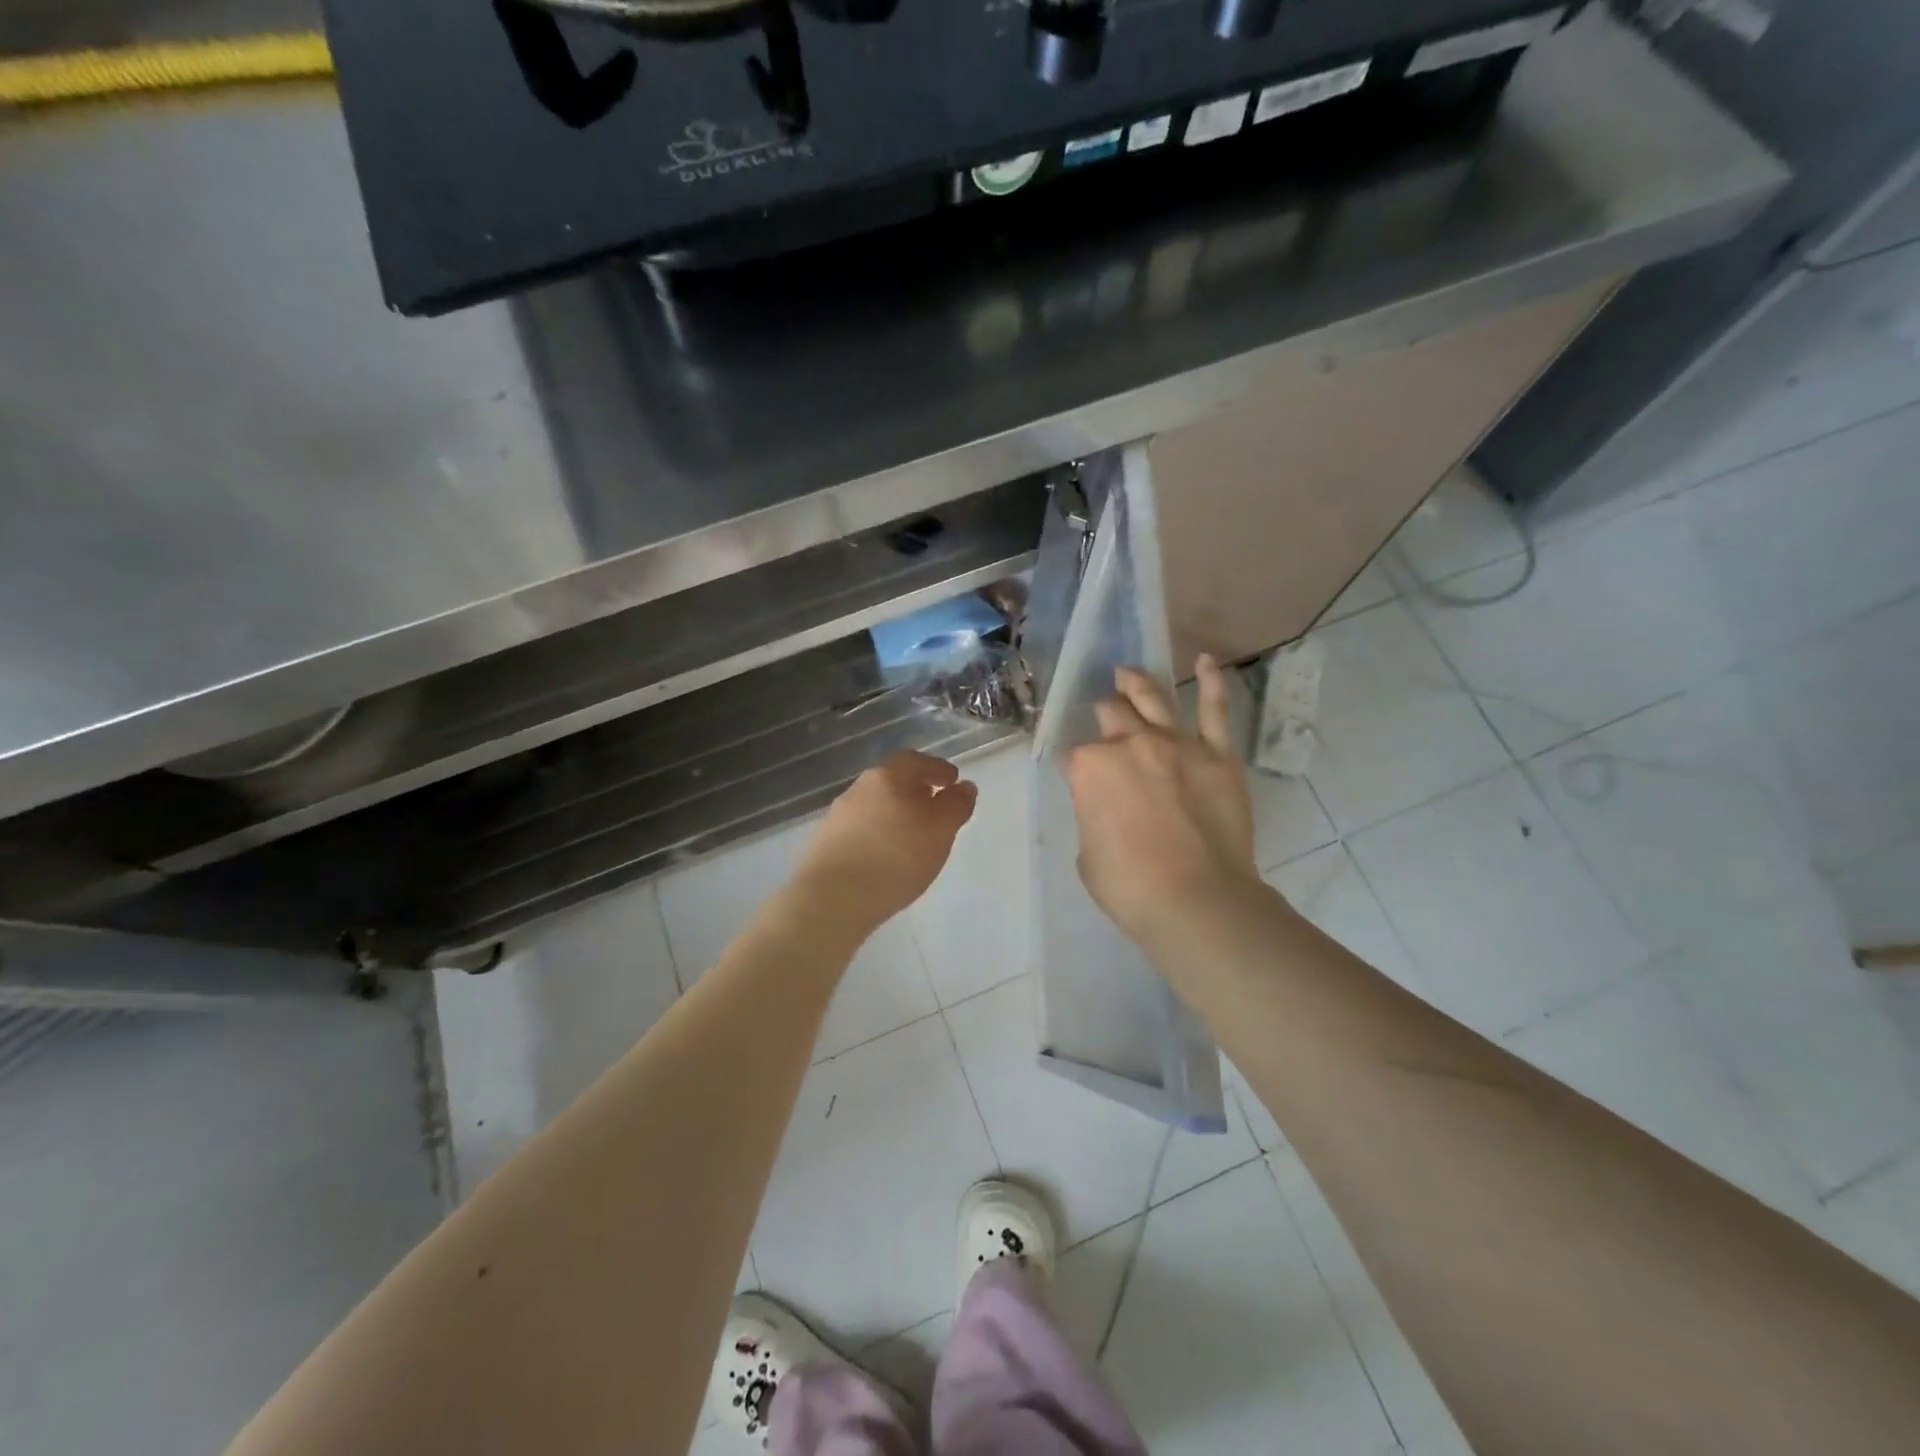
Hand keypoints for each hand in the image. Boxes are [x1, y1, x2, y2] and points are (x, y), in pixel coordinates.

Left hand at [795, 751, 978, 934]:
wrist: (833, 899)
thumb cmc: (895, 857)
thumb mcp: (940, 830)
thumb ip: (956, 806)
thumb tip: (965, 787)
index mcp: (886, 777)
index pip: (915, 760)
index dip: (937, 768)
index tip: (953, 780)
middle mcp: (858, 790)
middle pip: (892, 782)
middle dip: (916, 791)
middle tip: (935, 807)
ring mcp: (837, 818)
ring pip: (875, 807)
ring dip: (896, 815)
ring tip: (913, 837)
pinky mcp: (825, 845)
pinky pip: (861, 831)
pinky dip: (879, 835)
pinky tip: (887, 857)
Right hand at [1064, 656, 1261, 947]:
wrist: (1197, 899)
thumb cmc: (1130, 886)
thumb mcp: (1088, 853)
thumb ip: (1094, 816)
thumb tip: (1108, 806)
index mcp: (1090, 767)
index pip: (1075, 754)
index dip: (1075, 764)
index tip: (1079, 774)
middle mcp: (1130, 744)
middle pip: (1111, 716)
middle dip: (1103, 715)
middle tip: (1102, 714)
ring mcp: (1177, 744)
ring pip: (1153, 700)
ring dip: (1136, 684)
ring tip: (1127, 674)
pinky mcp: (1217, 754)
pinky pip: (1215, 711)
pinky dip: (1211, 683)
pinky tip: (1205, 661)